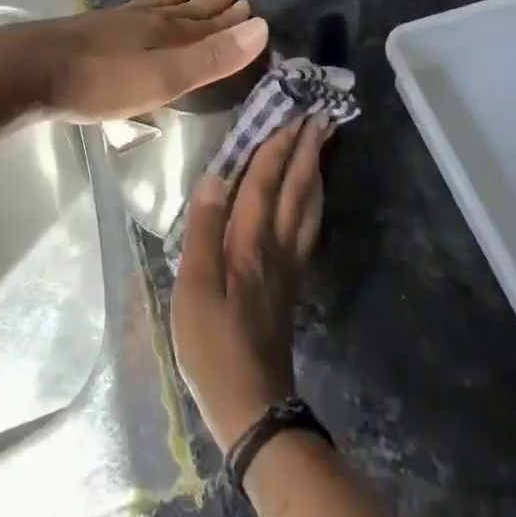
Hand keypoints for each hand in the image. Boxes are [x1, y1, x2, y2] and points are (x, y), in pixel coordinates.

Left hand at [5, 0, 268, 121]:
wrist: (28, 70)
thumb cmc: (100, 81)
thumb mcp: (162, 77)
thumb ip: (210, 57)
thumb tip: (261, 26)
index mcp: (167, 33)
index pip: (210, 23)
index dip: (232, 17)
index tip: (254, 3)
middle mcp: (146, 20)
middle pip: (188, 9)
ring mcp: (118, 22)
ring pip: (161, 4)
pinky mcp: (95, 29)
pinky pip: (135, 8)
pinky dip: (150, 1)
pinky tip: (142, 4)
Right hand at [171, 115, 332, 450]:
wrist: (252, 405)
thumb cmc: (213, 346)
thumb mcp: (193, 290)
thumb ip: (203, 230)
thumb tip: (213, 176)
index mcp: (250, 242)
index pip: (264, 181)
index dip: (276, 145)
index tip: (291, 111)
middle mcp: (276, 245)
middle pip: (295, 188)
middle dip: (306, 149)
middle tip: (319, 115)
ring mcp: (288, 264)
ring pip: (308, 206)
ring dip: (315, 170)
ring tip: (322, 144)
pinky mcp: (290, 281)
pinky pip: (308, 226)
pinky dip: (313, 199)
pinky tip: (312, 195)